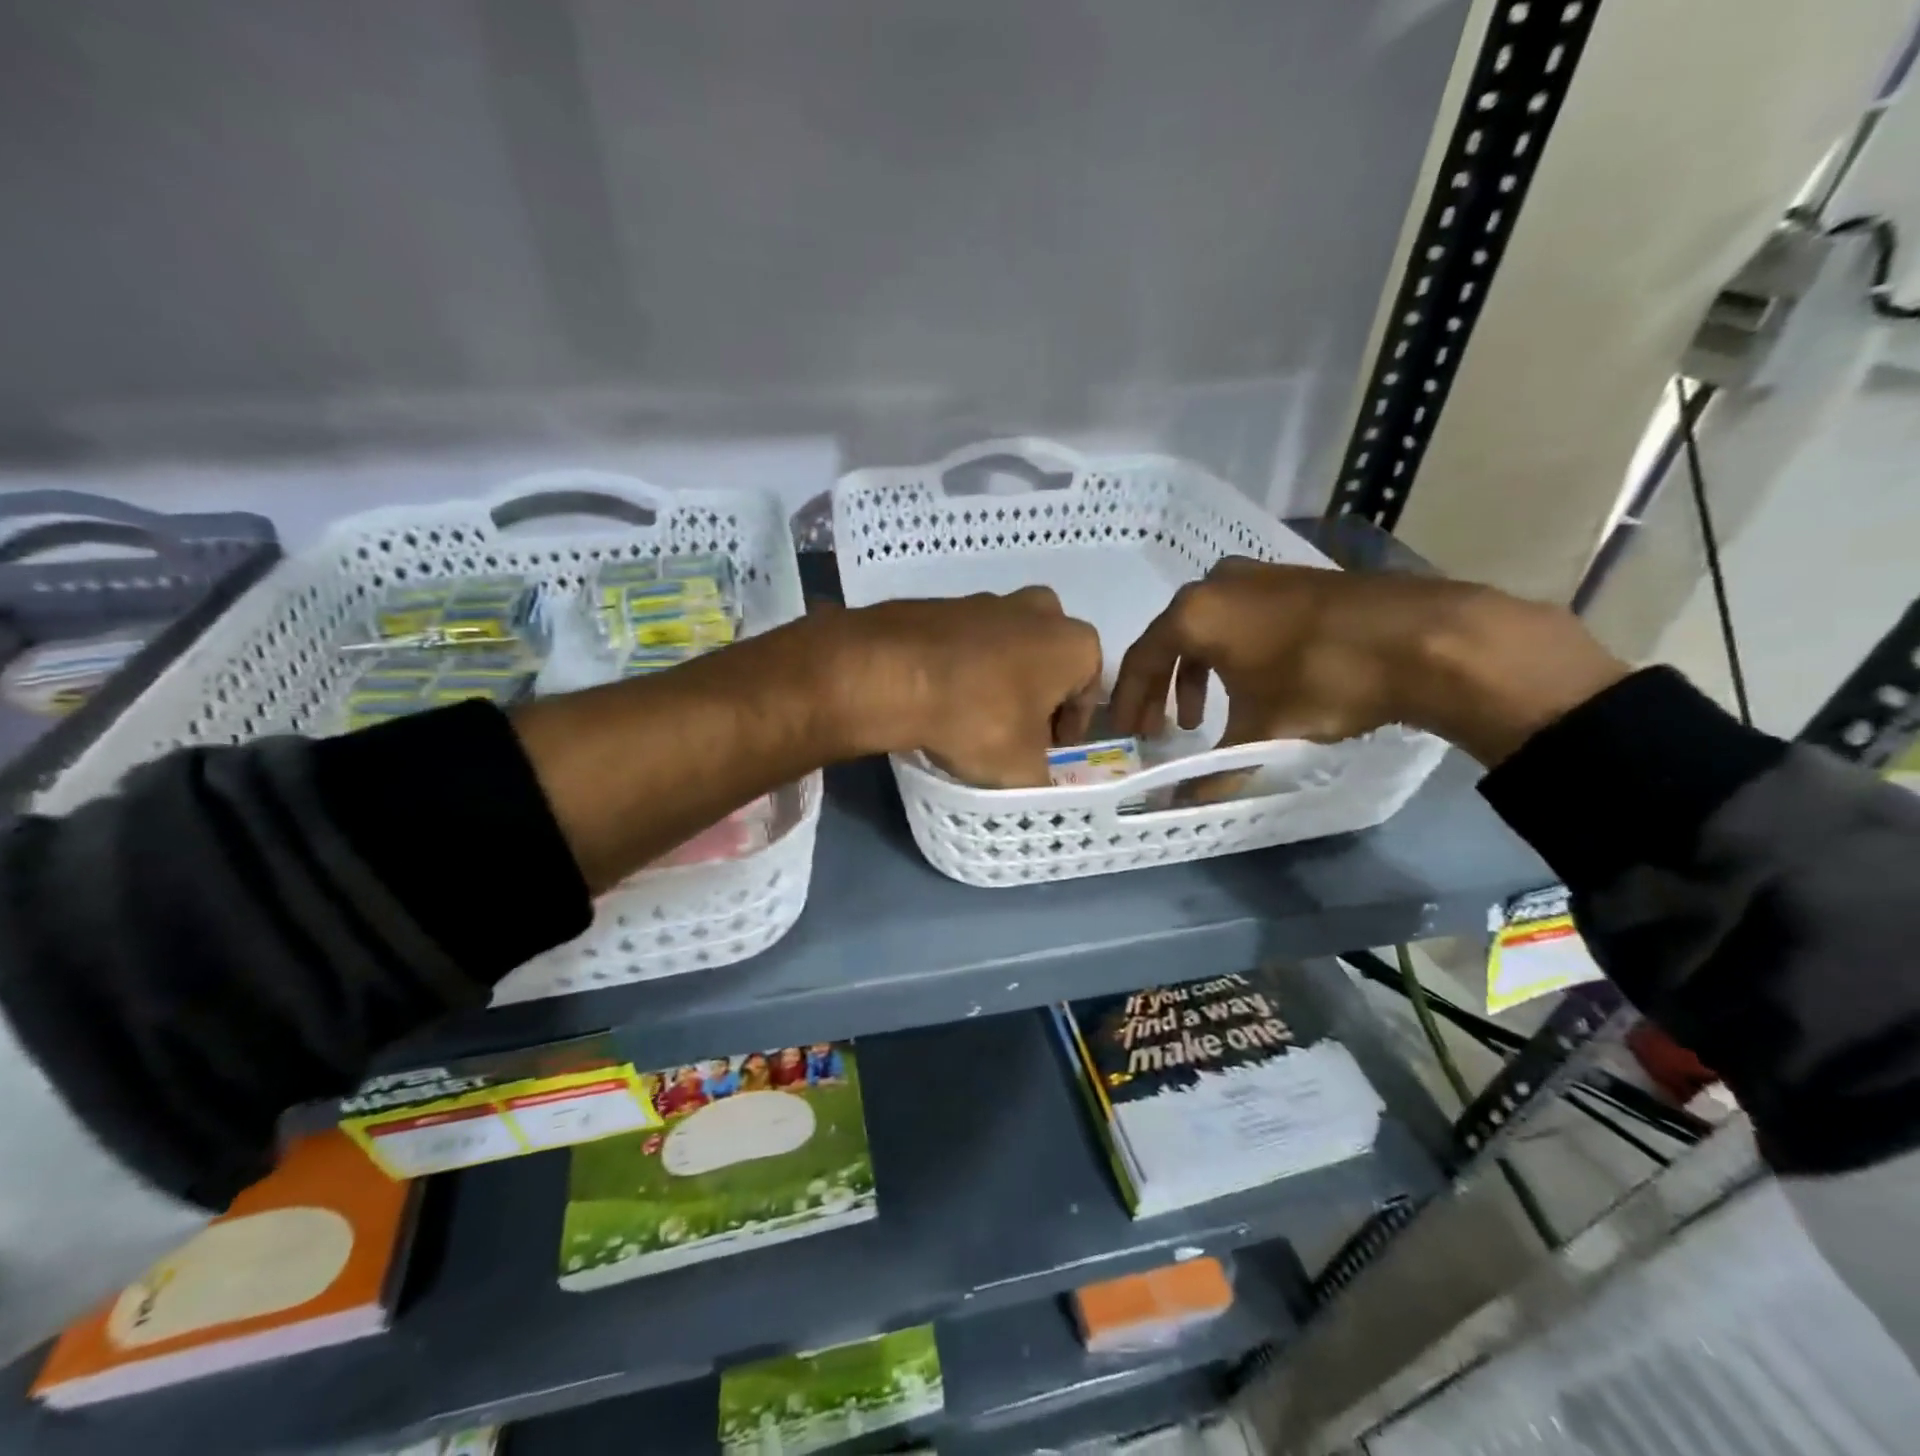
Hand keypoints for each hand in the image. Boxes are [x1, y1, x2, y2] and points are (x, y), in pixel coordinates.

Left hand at [831, 588, 1103, 787]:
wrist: (892, 673)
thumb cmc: (978, 719)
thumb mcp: (1021, 769)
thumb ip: (1042, 780)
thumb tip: (1038, 783)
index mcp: (1075, 643)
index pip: (1087, 694)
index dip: (1069, 730)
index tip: (1048, 754)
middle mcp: (1040, 610)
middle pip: (1048, 664)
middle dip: (1036, 697)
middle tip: (1014, 735)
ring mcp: (988, 599)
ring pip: (1007, 649)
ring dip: (999, 680)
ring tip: (972, 719)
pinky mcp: (943, 603)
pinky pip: (965, 643)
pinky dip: (962, 668)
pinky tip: (942, 698)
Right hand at [1108, 558, 1627, 765]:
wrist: (1423, 638)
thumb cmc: (1321, 681)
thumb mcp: (1260, 733)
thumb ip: (1213, 772)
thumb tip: (1180, 808)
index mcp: (1193, 613)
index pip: (1140, 660)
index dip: (1128, 702)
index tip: (1126, 734)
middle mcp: (1215, 584)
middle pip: (1170, 640)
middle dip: (1160, 688)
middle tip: (1161, 729)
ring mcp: (1257, 576)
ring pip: (1206, 628)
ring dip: (1196, 673)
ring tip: (1201, 716)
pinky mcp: (1292, 579)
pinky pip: (1239, 619)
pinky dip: (1230, 654)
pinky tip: (1250, 684)